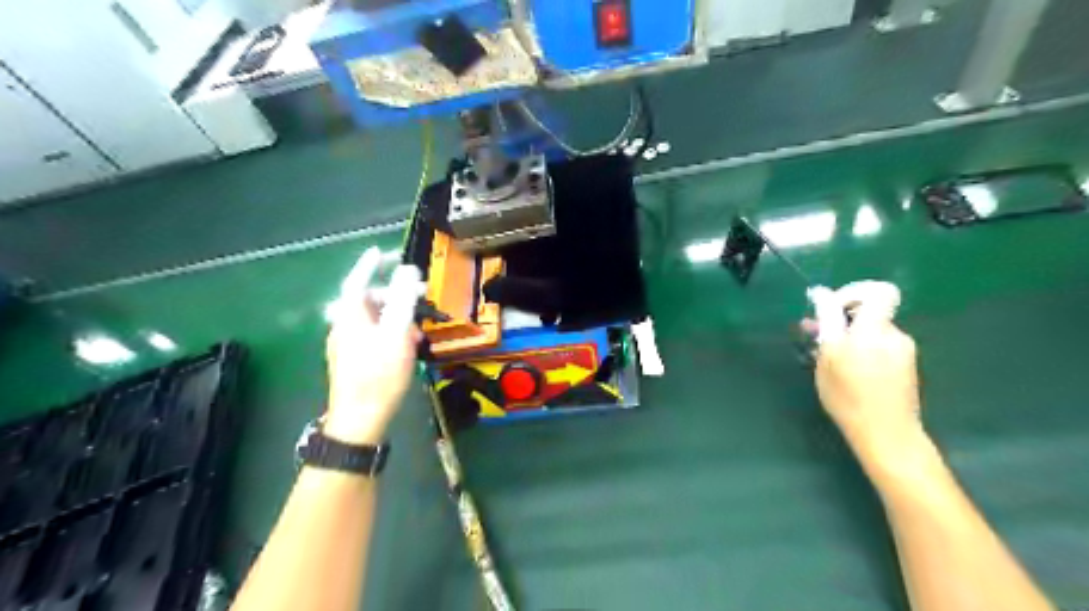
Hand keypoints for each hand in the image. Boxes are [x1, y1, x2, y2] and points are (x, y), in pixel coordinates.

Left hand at [319, 245, 423, 443]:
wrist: (360, 419)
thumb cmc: (379, 374)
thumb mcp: (396, 333)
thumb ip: (403, 299)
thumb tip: (407, 270)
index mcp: (350, 316)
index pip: (357, 281)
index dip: (369, 264)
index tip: (380, 251)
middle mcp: (344, 327)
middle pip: (370, 301)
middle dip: (396, 296)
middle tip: (421, 297)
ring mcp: (347, 345)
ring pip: (374, 320)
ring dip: (398, 317)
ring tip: (419, 328)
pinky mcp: (353, 360)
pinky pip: (373, 336)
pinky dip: (391, 332)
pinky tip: (408, 346)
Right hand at [803, 281, 922, 467]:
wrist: (887, 434)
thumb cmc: (849, 397)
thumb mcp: (828, 358)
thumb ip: (828, 323)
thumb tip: (822, 296)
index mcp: (875, 330)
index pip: (879, 291)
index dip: (854, 292)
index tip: (833, 309)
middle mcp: (894, 335)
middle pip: (871, 312)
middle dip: (843, 319)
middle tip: (819, 336)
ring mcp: (903, 351)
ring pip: (873, 331)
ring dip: (851, 337)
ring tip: (829, 358)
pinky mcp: (906, 366)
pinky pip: (880, 346)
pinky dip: (862, 350)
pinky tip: (847, 371)